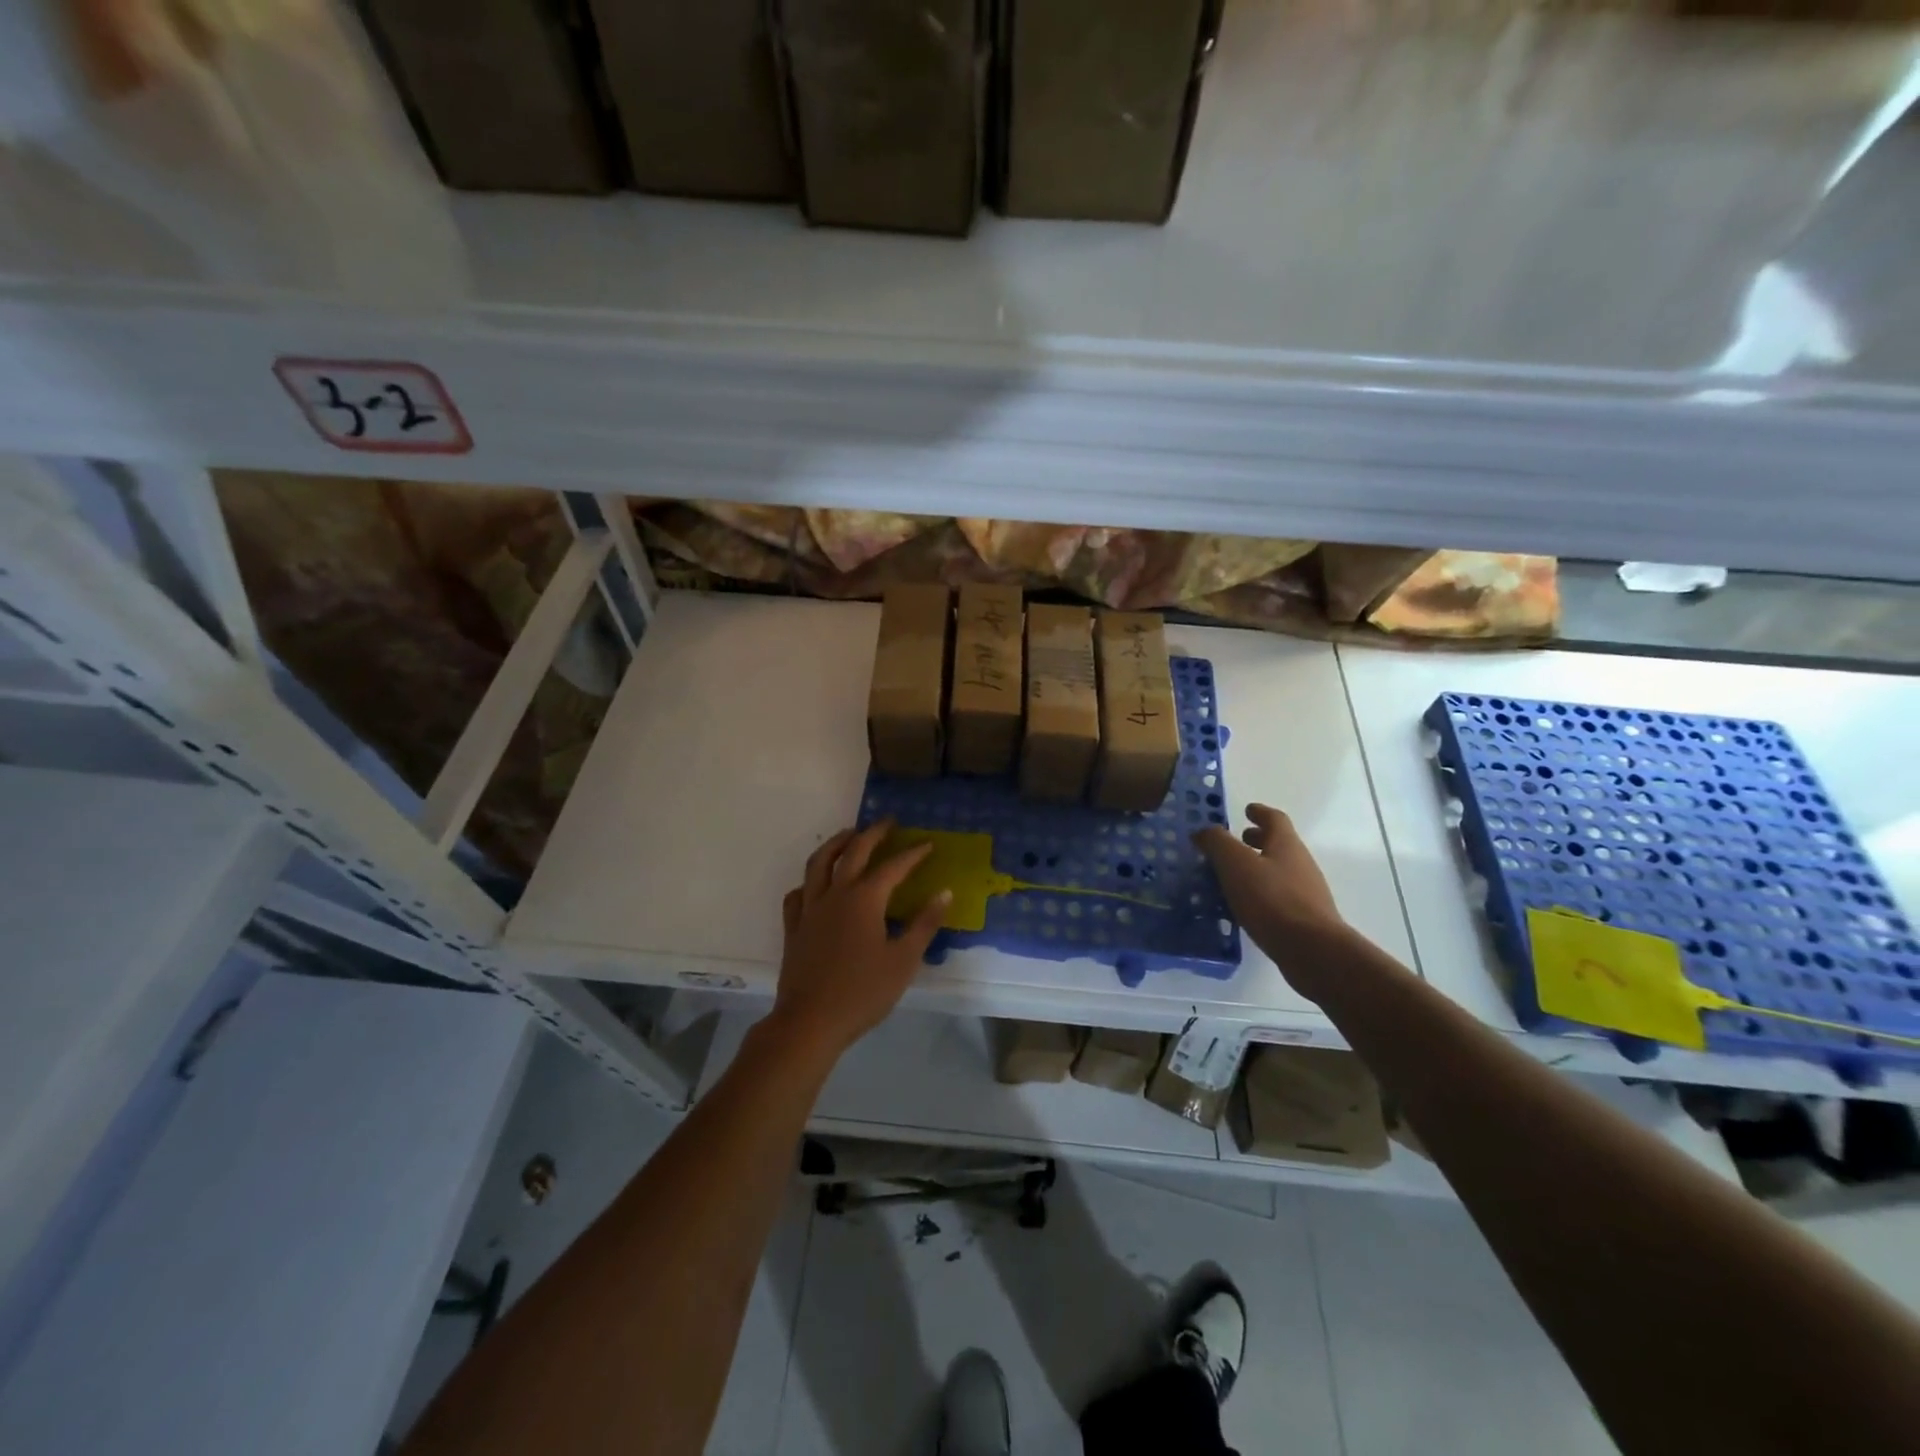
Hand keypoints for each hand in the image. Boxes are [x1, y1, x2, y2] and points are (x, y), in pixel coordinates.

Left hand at [767, 821, 950, 1061]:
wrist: (810, 1021)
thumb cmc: (863, 992)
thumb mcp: (903, 960)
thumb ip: (924, 924)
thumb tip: (944, 893)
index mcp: (865, 899)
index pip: (893, 867)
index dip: (913, 854)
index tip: (928, 844)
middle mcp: (835, 894)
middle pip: (853, 852)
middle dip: (873, 833)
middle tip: (888, 822)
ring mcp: (810, 909)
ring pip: (819, 863)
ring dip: (836, 844)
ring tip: (849, 835)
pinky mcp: (794, 927)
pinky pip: (798, 893)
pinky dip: (809, 882)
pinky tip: (816, 885)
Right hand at [1195, 803, 1348, 995]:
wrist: (1311, 950)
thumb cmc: (1271, 899)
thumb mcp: (1235, 864)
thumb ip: (1217, 842)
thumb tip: (1203, 831)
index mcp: (1286, 844)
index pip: (1274, 818)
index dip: (1259, 812)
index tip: (1246, 810)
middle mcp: (1300, 863)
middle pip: (1279, 844)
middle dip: (1258, 839)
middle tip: (1236, 841)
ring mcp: (1306, 892)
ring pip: (1279, 870)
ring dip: (1258, 867)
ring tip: (1233, 875)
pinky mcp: (1305, 918)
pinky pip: (1279, 895)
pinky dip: (1262, 892)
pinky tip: (1245, 905)